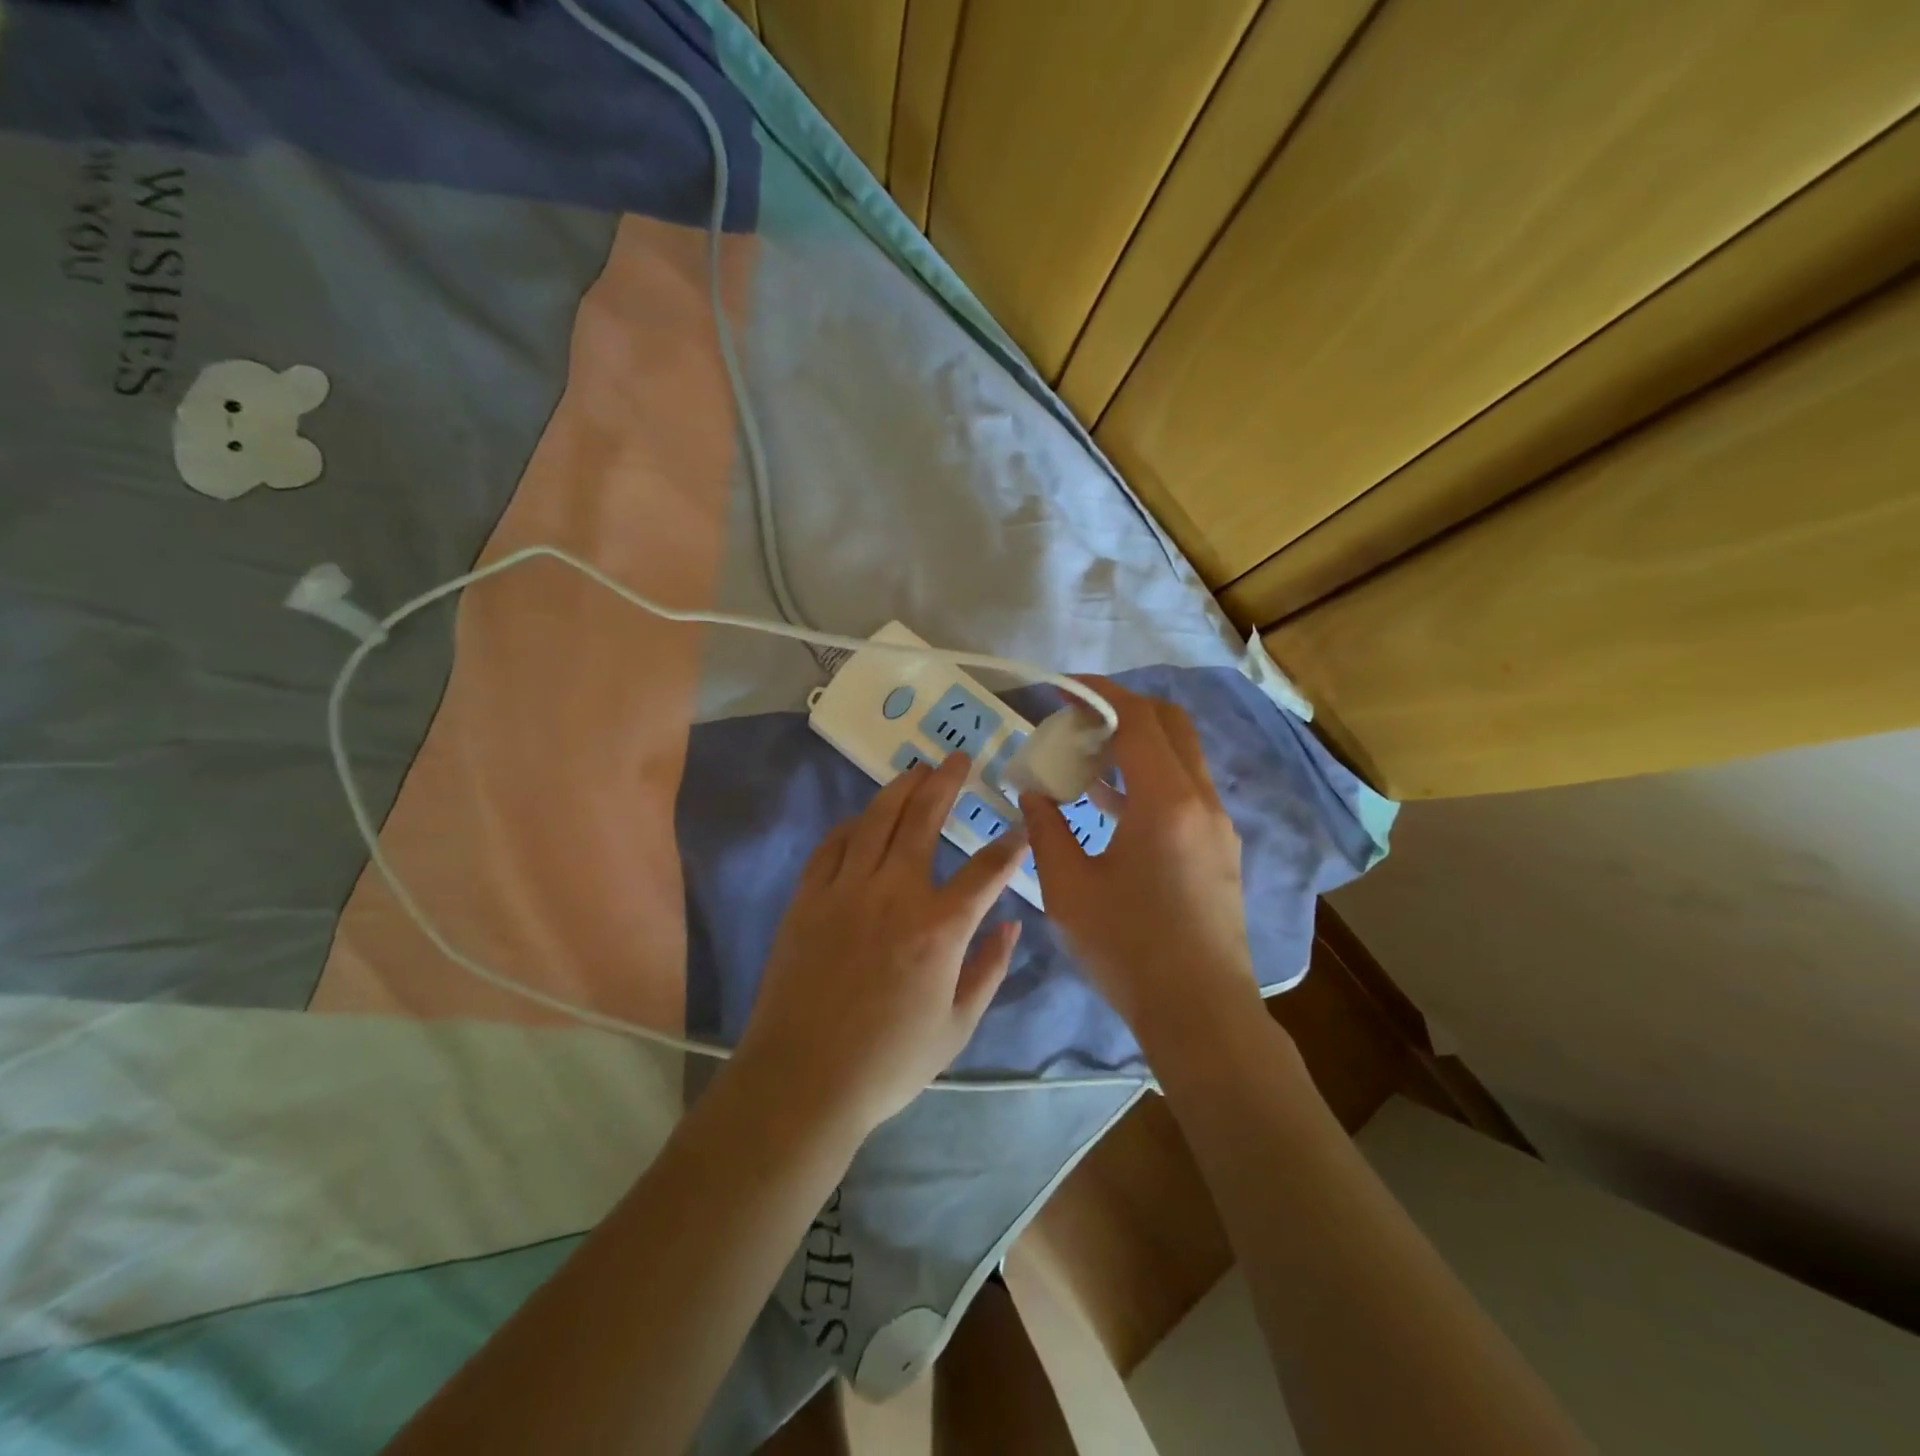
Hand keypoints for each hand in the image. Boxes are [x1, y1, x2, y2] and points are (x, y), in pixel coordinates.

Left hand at [733, 752, 1027, 1139]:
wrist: (802, 1080)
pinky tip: (862, 819)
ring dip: (899, 789)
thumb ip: (990, 969)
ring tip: (916, 769)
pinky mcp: (807, 898)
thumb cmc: (888, 1062)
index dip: (1009, 847)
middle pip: (924, 819)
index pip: (986, 871)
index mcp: (939, 927)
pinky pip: (831, 845)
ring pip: (876, 820)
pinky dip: (851, 825)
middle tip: (957, 758)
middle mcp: (894, 893)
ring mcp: (845, 890)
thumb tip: (1012, 923)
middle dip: (946, 783)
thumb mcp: (958, 1027)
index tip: (1019, 830)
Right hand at [1022, 679, 1261, 1050]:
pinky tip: (1111, 805)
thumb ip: (1046, 828)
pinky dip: (1150, 777)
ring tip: (1085, 760)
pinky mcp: (1220, 846)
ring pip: (1181, 755)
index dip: (1098, 693)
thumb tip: (1033, 791)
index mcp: (1165, 801)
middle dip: (1122, 709)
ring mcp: (1217, 823)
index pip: (1136, 718)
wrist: (1201, 1013)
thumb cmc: (1128, 950)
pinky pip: (1185, 788)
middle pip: (1169, 723)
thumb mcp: (1068, 889)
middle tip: (1077, 721)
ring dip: (1136, 744)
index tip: (1062, 687)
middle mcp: (1201, 799)